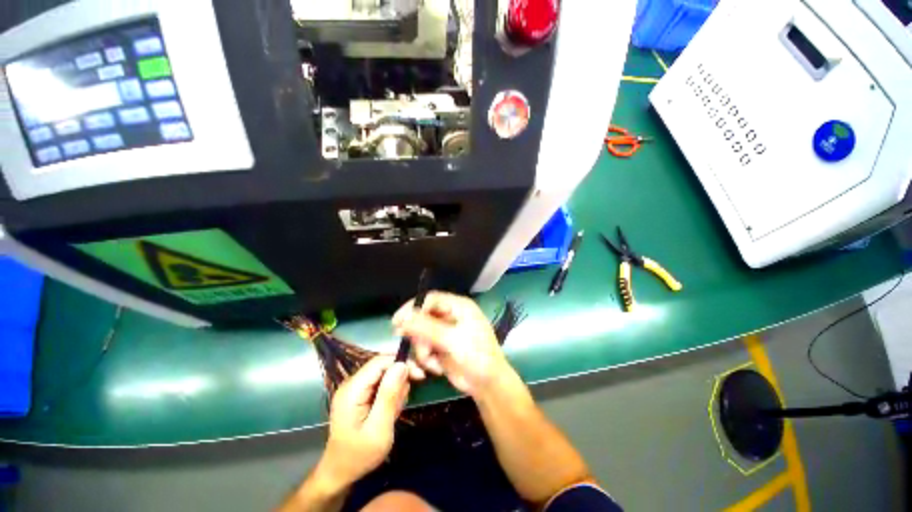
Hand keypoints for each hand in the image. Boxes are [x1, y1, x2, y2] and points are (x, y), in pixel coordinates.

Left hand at [319, 356, 411, 486]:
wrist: (340, 473)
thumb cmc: (359, 455)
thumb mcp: (379, 428)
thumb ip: (389, 395)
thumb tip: (402, 365)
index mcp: (352, 390)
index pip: (380, 361)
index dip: (401, 363)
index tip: (419, 376)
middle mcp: (352, 383)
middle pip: (383, 365)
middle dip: (399, 379)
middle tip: (404, 401)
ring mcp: (355, 388)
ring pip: (384, 374)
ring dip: (395, 389)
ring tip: (394, 412)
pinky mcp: (360, 394)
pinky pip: (381, 384)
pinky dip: (390, 395)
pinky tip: (389, 412)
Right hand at [392, 291, 510, 397]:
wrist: (487, 385)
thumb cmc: (477, 356)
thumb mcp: (452, 340)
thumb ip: (427, 328)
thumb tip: (404, 318)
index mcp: (458, 307)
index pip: (431, 300)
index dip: (413, 308)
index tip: (398, 321)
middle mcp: (450, 316)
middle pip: (423, 316)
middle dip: (416, 333)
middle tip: (406, 342)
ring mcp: (444, 332)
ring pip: (420, 334)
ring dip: (422, 350)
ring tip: (432, 362)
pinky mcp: (440, 347)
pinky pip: (423, 347)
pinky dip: (425, 358)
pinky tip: (436, 368)